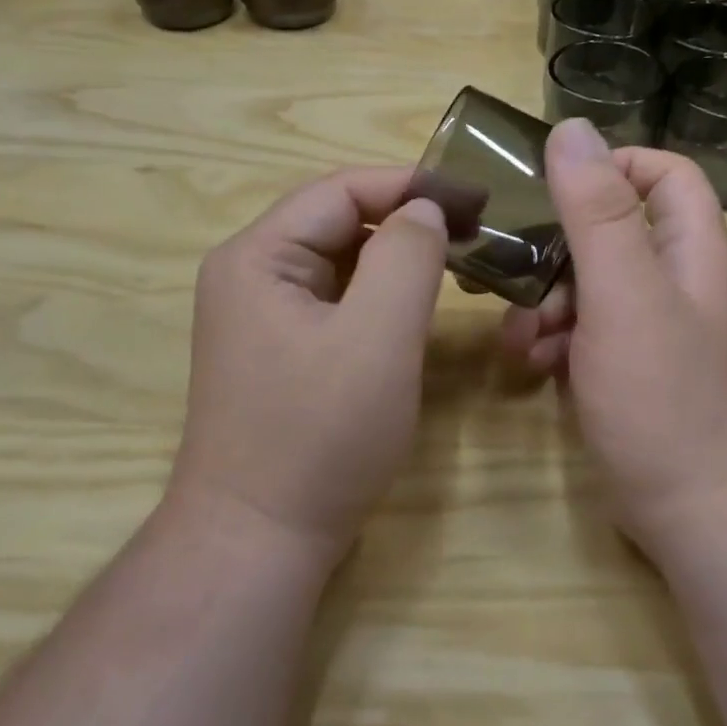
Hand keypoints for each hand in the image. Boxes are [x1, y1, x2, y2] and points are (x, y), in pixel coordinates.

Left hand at [172, 168, 446, 563]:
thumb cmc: (320, 436)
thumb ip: (407, 257)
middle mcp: (249, 274)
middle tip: (475, 232)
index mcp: (257, 256)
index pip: (340, 191)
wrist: (259, 540)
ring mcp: (260, 315)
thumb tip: (425, 209)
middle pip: (337, 222)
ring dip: (396, 257)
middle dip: (406, 220)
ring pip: (340, 262)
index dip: (410, 185)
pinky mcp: (279, 350)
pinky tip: (415, 306)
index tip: (476, 197)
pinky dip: (378, 294)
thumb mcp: (377, 337)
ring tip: (457, 263)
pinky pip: (335, 300)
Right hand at [501, 120, 726, 552]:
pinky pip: (581, 333)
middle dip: (556, 248)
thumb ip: (598, 213)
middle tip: (512, 269)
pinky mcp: (625, 371)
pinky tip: (531, 367)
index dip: (616, 165)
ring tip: (519, 336)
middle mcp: (673, 282)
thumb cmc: (664, 397)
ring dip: (543, 302)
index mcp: (688, 251)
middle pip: (610, 231)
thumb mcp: (625, 295)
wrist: (697, 513)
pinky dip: (551, 341)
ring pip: (586, 286)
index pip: (665, 175)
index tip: (555, 185)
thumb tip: (574, 130)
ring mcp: (649, 330)